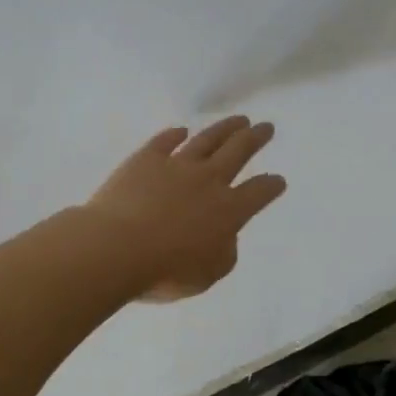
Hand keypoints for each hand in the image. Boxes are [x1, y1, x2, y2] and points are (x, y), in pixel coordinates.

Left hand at [85, 117, 287, 302]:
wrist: (116, 248)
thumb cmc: (165, 271)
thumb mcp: (207, 275)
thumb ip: (223, 254)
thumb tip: (224, 237)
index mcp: (229, 211)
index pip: (259, 192)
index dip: (271, 186)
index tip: (278, 180)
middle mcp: (208, 181)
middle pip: (238, 152)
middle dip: (255, 139)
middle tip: (266, 127)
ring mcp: (176, 166)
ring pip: (207, 140)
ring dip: (225, 128)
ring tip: (239, 119)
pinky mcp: (144, 160)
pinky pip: (164, 142)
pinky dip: (174, 135)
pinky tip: (181, 131)